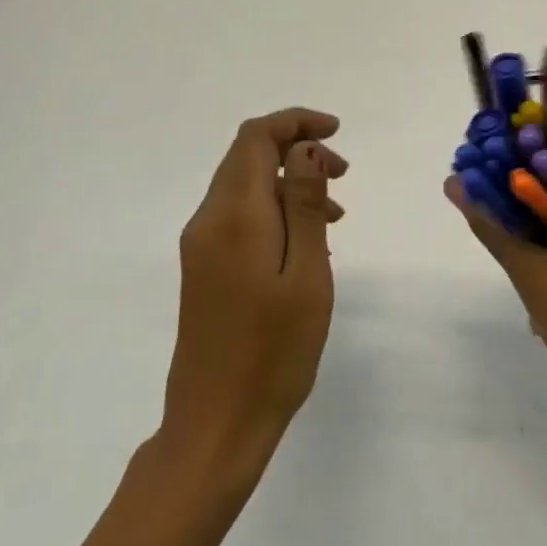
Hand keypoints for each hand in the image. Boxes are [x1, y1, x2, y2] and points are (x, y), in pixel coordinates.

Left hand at [162, 109, 347, 472]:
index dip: (296, 122)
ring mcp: (201, 247)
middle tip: (345, 174)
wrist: (217, 423)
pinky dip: (276, 209)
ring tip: (338, 212)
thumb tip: (305, 148)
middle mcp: (208, 221)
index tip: (338, 132)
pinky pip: (240, 217)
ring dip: (290, 181)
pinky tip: (309, 242)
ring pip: (245, 186)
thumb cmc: (275, 350)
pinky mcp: (204, 269)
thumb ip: (305, 204)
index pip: (255, 138)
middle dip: (297, 149)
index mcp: (234, 216)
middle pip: (247, 156)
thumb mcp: (307, 272)